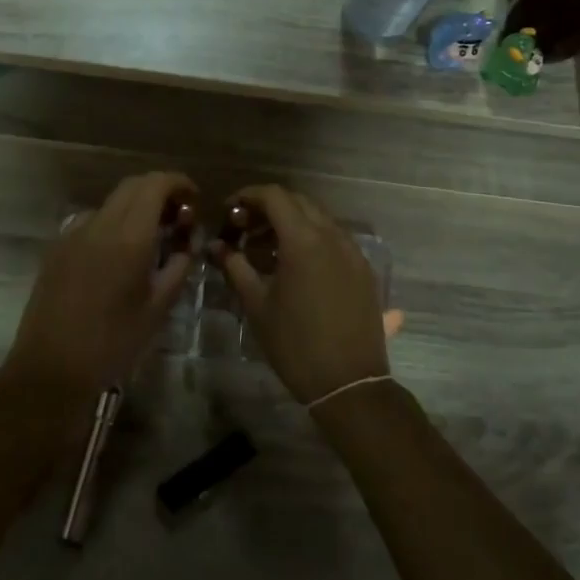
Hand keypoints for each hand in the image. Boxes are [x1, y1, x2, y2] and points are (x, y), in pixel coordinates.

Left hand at [2, 171, 197, 401]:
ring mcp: (73, 233)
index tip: (194, 199)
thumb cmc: (113, 342)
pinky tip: (118, 254)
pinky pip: (91, 221)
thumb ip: (178, 266)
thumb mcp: (158, 308)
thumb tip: (187, 242)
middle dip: (159, 191)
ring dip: (135, 207)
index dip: (179, 183)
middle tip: (178, 216)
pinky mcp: (56, 248)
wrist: (52, 367)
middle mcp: (100, 224)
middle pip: (132, 186)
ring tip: (151, 237)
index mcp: (130, 237)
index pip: (156, 185)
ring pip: (111, 203)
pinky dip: (112, 223)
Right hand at [212, 185, 389, 404]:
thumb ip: (235, 267)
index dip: (247, 196)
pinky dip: (311, 239)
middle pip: (298, 202)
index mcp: (304, 239)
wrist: (349, 383)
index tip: (228, 212)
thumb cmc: (295, 343)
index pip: (274, 196)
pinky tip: (295, 267)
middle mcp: (333, 236)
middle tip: (244, 229)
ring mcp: (353, 252)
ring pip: (318, 219)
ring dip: (291, 224)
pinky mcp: (363, 270)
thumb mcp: (257, 304)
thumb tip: (215, 246)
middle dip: (268, 208)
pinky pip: (334, 239)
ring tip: (266, 250)